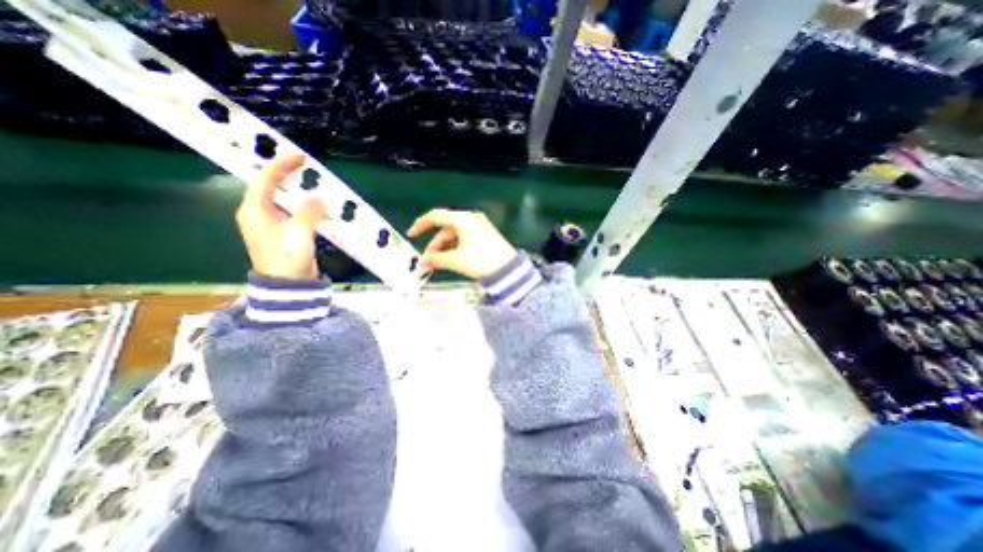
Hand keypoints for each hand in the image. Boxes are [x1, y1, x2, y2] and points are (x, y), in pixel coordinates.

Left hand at [238, 152, 324, 280]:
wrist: (288, 285)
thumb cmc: (286, 256)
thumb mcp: (298, 231)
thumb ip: (309, 211)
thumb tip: (318, 199)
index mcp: (254, 209)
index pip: (265, 179)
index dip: (281, 165)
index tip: (300, 157)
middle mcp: (259, 214)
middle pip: (271, 187)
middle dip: (287, 175)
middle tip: (307, 167)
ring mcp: (273, 225)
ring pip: (285, 200)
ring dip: (298, 191)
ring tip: (314, 183)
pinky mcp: (286, 234)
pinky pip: (295, 213)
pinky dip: (306, 206)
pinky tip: (318, 205)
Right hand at [406, 209, 516, 281]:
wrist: (509, 269)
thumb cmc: (481, 261)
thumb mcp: (456, 260)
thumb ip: (436, 259)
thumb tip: (422, 262)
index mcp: (462, 219)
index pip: (435, 216)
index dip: (421, 225)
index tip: (412, 235)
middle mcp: (470, 218)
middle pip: (446, 227)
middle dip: (435, 244)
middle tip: (429, 260)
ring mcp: (479, 225)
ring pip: (455, 233)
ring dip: (445, 247)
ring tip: (440, 262)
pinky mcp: (485, 233)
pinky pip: (465, 236)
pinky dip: (456, 246)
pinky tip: (452, 258)